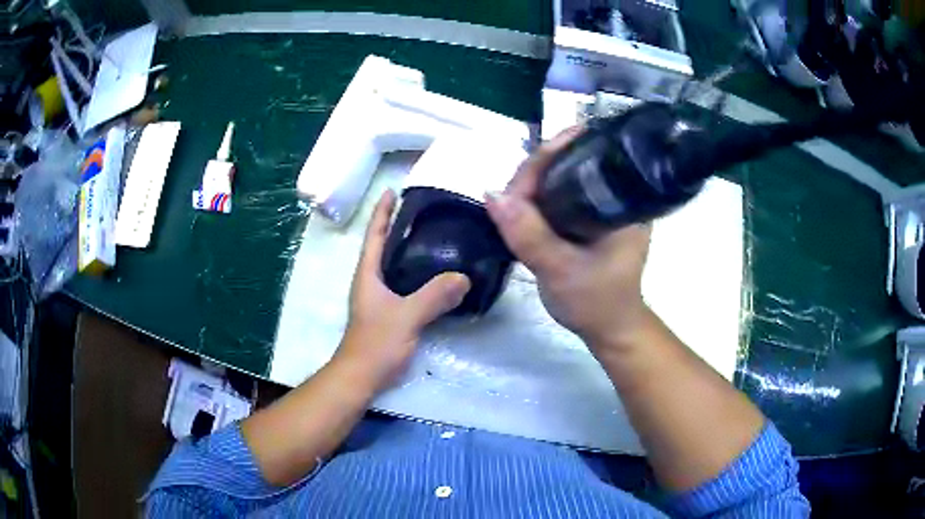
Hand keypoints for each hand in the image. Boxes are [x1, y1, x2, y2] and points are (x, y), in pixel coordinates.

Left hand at [338, 190, 470, 387]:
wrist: (361, 377)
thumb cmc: (376, 343)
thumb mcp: (406, 317)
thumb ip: (433, 297)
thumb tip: (464, 277)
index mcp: (368, 275)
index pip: (374, 235)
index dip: (381, 212)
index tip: (391, 190)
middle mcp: (371, 282)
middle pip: (384, 246)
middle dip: (398, 226)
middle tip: (424, 211)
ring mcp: (379, 299)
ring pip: (395, 266)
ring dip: (408, 249)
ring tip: (434, 237)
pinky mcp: (389, 314)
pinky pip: (405, 285)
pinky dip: (417, 274)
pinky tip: (436, 276)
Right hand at [485, 128, 651, 352]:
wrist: (610, 330)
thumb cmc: (596, 304)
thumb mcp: (560, 270)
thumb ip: (528, 234)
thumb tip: (492, 194)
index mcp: (622, 201)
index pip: (577, 163)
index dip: (541, 166)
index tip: (512, 188)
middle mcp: (615, 195)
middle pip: (565, 168)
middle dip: (530, 179)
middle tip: (503, 200)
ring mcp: (602, 207)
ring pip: (558, 184)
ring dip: (529, 192)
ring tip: (507, 206)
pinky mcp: (590, 219)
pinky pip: (558, 201)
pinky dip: (536, 205)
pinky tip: (519, 211)